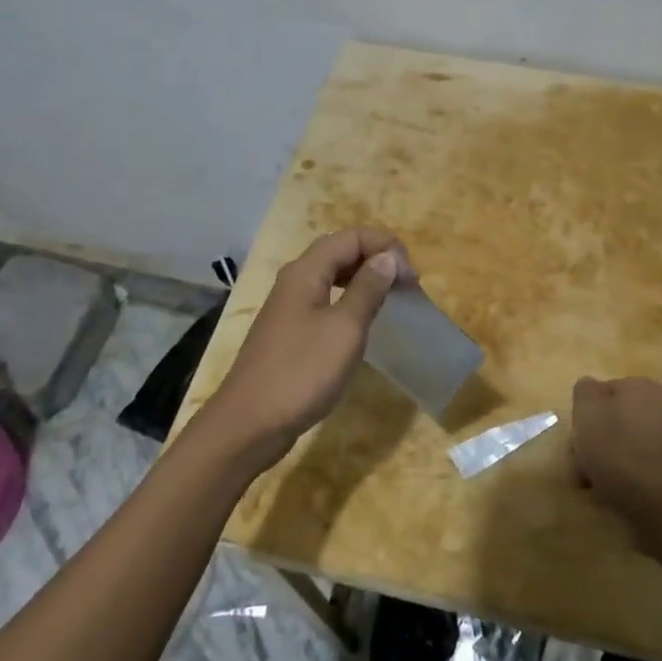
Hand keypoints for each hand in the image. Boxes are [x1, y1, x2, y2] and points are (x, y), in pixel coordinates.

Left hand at [202, 227, 413, 471]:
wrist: (249, 424)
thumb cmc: (302, 371)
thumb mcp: (345, 328)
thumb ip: (367, 288)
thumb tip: (387, 258)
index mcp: (306, 271)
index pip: (351, 237)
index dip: (385, 246)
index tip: (412, 275)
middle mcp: (295, 280)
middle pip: (340, 251)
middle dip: (376, 258)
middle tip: (407, 284)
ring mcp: (289, 306)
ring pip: (332, 276)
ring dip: (364, 279)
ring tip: (391, 298)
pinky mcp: (289, 331)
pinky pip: (325, 300)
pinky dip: (349, 300)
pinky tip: (362, 322)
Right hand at [571, 376, 661, 528]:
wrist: (655, 500)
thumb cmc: (615, 447)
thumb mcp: (586, 408)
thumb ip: (585, 390)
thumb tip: (591, 388)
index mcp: (642, 386)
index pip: (603, 392)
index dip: (585, 413)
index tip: (576, 435)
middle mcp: (661, 406)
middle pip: (615, 418)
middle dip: (596, 438)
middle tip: (580, 461)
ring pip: (625, 442)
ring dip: (607, 458)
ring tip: (591, 482)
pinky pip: (638, 464)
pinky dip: (624, 474)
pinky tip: (610, 490)